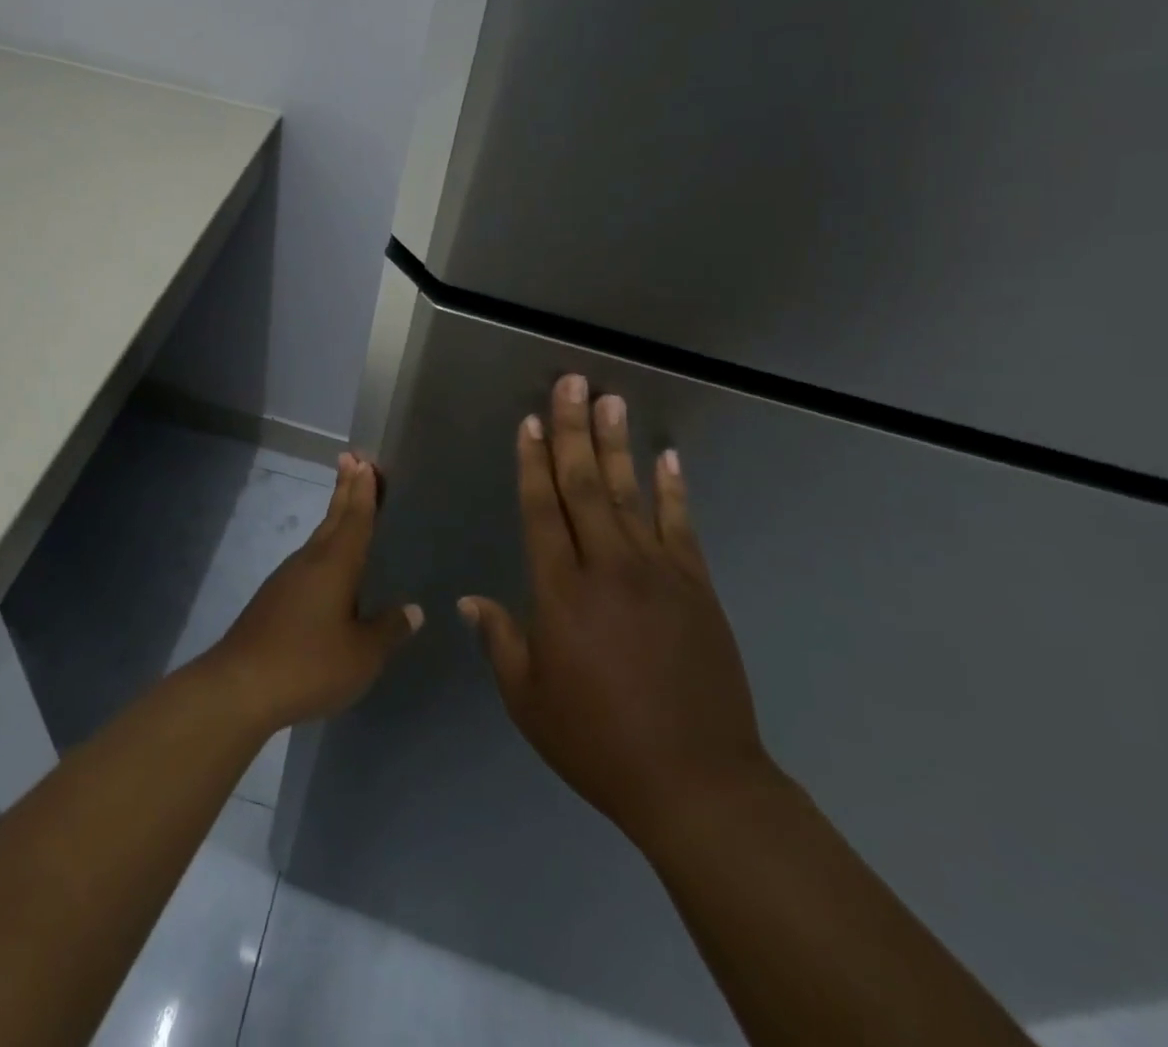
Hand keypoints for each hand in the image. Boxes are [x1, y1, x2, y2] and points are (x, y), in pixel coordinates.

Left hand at [203, 453, 423, 730]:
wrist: (240, 686)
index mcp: (335, 565)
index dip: (363, 491)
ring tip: (347, 507)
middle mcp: (309, 561)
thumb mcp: (362, 655)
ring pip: (318, 539)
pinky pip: (307, 562)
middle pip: (333, 518)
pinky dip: (323, 549)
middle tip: (354, 460)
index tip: (365, 461)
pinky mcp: (273, 599)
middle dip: (345, 489)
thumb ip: (388, 630)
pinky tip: (328, 568)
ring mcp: (287, 579)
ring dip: (334, 518)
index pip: (355, 518)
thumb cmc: (309, 664)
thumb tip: (412, 610)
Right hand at [460, 375, 774, 848]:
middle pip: (584, 485)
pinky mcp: (697, 588)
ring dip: (616, 445)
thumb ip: (500, 641)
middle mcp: (607, 568)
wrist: (696, 783)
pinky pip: (682, 526)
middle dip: (572, 431)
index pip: (541, 510)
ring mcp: (658, 574)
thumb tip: (470, 601)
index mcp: (560, 592)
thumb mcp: (529, 699)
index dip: (532, 462)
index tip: (529, 422)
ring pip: (630, 494)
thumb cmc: (597, 742)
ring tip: (611, 401)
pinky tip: (666, 457)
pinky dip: (674, 489)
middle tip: (571, 384)